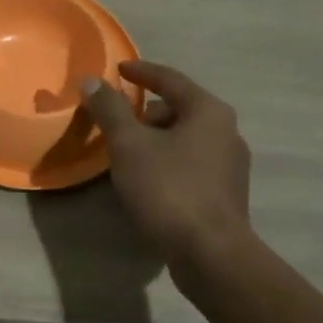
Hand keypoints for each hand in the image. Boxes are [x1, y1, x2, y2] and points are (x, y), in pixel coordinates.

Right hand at [82, 60, 253, 268]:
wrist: (211, 254)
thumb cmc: (169, 189)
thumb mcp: (129, 145)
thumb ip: (109, 110)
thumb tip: (91, 81)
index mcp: (209, 111)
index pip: (170, 79)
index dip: (141, 72)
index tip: (118, 69)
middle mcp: (227, 132)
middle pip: (180, 109)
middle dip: (147, 111)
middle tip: (118, 119)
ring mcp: (231, 165)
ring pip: (186, 139)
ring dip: (157, 139)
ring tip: (128, 152)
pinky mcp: (227, 194)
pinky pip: (192, 164)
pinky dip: (168, 161)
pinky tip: (148, 180)